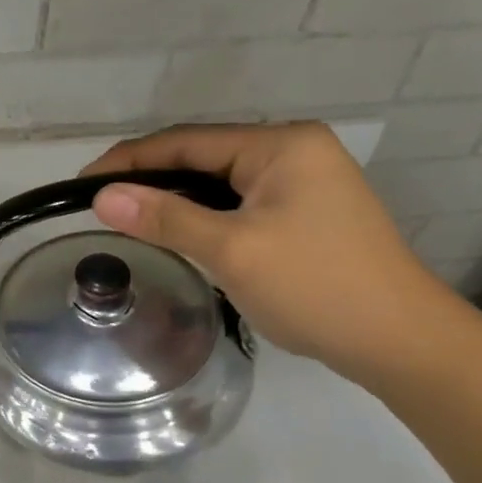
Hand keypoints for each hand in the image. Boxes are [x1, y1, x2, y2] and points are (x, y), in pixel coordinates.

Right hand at [83, 123, 457, 384]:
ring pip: (217, 181)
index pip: (186, 141)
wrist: (400, 341)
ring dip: (174, 199)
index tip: (81, 185)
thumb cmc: (316, 287)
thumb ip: (165, 218)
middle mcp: (293, 150)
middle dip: (149, 179)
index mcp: (281, 145)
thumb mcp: (232, 250)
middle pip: (201, 157)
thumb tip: (101, 197)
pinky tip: (176, 232)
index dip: (128, 161)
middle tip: (98, 204)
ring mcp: (303, 180)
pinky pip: (236, 202)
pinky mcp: (304, 210)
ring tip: (126, 218)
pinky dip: (201, 215)